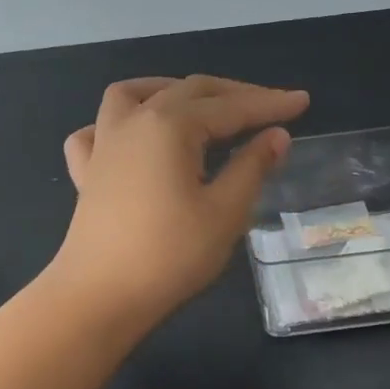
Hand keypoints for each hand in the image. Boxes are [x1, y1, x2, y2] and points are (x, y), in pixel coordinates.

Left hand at [47, 75, 310, 331]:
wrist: (99, 297)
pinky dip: (118, 124)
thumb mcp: (225, 212)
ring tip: (197, 106)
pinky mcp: (87, 172)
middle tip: (268, 107)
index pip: (230, 108)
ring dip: (170, 91)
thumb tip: (276, 135)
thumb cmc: (170, 256)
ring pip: (133, 94)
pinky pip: (96, 131)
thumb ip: (252, 167)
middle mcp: (134, 122)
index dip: (269, 103)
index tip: (302, 100)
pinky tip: (133, 139)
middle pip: (188, 91)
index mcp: (170, 126)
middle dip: (231, 95)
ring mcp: (103, 145)